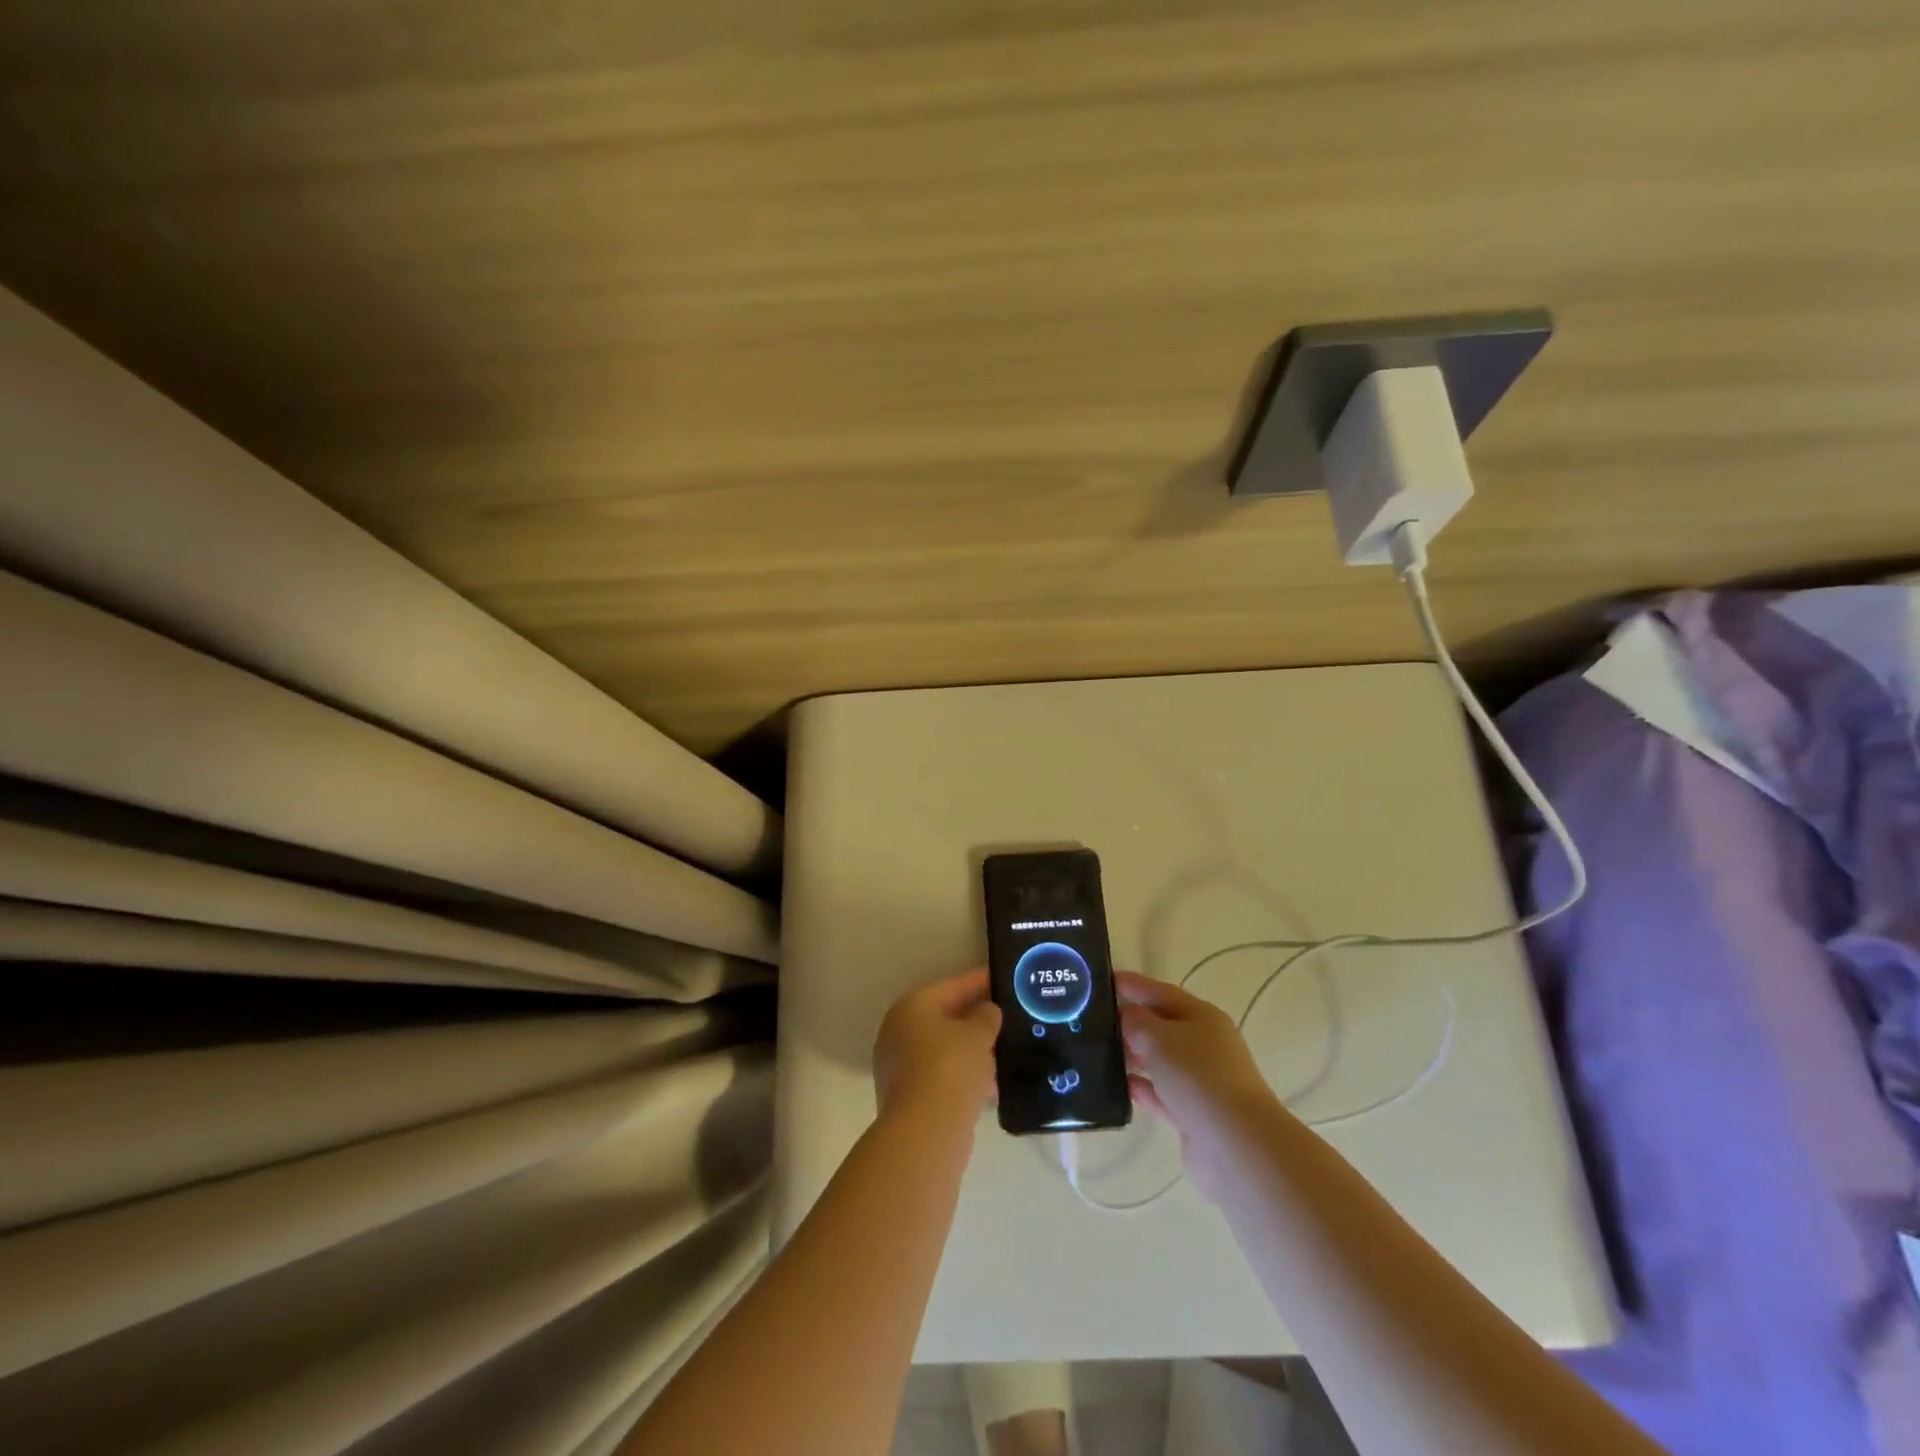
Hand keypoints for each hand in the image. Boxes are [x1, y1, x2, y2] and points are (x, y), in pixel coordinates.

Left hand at [873, 970, 1001, 1125]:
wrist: (925, 1132)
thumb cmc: (950, 1068)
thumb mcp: (977, 1034)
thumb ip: (986, 1017)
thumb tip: (987, 1011)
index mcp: (912, 1006)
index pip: (952, 986)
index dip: (981, 982)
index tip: (1005, 981)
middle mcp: (899, 1031)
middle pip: (946, 1018)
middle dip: (977, 1019)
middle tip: (1008, 1018)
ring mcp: (900, 1065)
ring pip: (945, 1049)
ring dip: (973, 1051)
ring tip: (1007, 1051)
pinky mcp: (908, 1097)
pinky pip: (942, 1076)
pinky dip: (965, 1076)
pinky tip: (993, 1084)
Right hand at [1116, 971, 1278, 1200]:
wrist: (1235, 1146)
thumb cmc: (1198, 1077)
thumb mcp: (1159, 1038)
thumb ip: (1136, 1022)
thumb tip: (1124, 1014)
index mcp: (1202, 1017)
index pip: (1161, 992)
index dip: (1133, 984)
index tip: (1102, 980)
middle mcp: (1205, 1044)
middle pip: (1161, 1026)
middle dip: (1129, 1021)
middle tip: (1090, 1018)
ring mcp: (1201, 1081)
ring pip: (1159, 1061)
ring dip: (1132, 1056)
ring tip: (1095, 1052)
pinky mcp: (1193, 1114)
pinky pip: (1161, 1093)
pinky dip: (1141, 1088)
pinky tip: (1116, 1087)